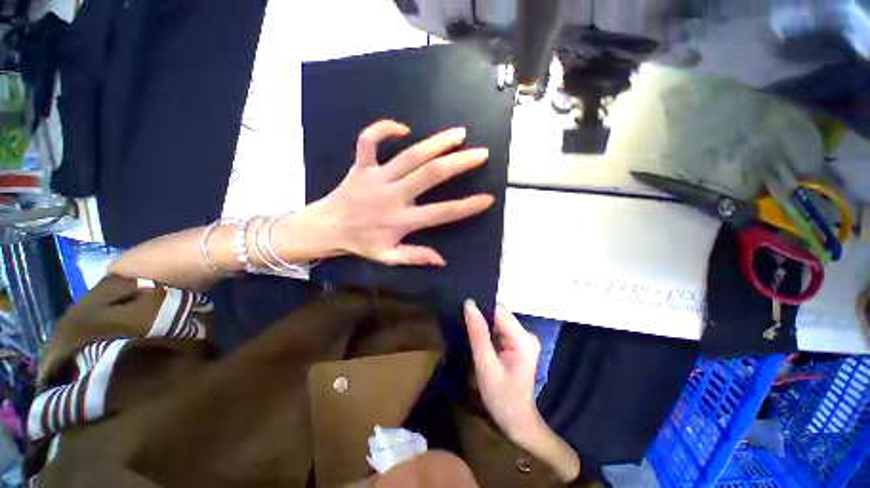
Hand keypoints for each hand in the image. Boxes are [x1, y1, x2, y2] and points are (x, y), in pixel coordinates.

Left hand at [316, 120, 494, 265]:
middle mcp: (393, 196)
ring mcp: (376, 177)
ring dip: (436, 142)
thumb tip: (442, 260)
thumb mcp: (388, 257)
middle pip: (430, 175)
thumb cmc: (360, 243)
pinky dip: (383, 129)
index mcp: (402, 220)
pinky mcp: (360, 165)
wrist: (326, 227)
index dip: (467, 207)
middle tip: (481, 153)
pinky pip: (369, 140)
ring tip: (458, 134)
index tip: (488, 198)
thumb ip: (415, 257)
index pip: (442, 213)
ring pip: (409, 155)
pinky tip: (403, 128)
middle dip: (459, 163)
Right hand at [463, 300, 542, 440]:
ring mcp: (523, 338)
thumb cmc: (501, 397)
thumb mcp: (485, 365)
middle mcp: (527, 334)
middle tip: (463, 322)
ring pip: (498, 320)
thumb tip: (469, 304)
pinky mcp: (518, 342)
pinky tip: (478, 336)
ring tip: (468, 328)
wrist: (516, 420)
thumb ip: (477, 333)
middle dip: (481, 316)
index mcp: (523, 340)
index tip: (463, 309)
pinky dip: (487, 330)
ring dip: (483, 323)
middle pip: (500, 314)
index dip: (481, 308)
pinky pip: (499, 328)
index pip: (500, 311)